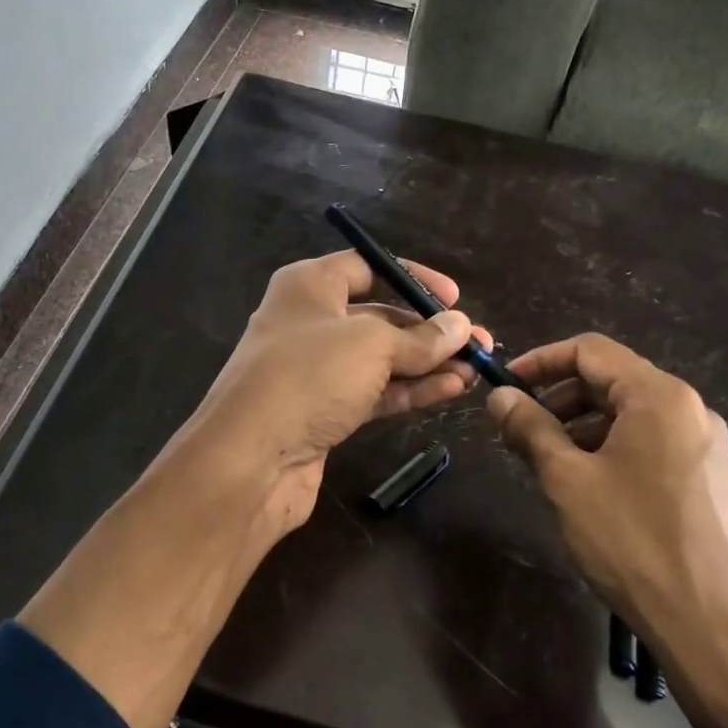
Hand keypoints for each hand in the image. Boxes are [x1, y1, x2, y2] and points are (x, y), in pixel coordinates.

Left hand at [185, 251, 491, 532]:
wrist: (250, 460)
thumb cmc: (308, 377)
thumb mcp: (372, 345)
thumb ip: (420, 338)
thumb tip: (461, 326)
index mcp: (309, 287)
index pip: (366, 267)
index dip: (411, 277)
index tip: (453, 298)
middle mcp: (310, 323)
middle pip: (379, 318)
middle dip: (429, 332)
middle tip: (477, 344)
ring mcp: (315, 371)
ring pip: (380, 361)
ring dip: (427, 365)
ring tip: (475, 370)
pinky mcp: (323, 412)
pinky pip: (374, 393)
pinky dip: (410, 391)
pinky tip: (451, 390)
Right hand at [487, 334, 727, 727]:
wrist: (711, 626)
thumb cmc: (631, 541)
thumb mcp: (567, 480)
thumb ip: (530, 429)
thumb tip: (499, 396)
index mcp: (660, 397)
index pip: (591, 351)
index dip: (541, 361)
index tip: (506, 388)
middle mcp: (693, 411)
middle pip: (614, 382)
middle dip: (560, 399)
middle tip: (520, 433)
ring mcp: (709, 449)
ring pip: (634, 418)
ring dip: (584, 429)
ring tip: (550, 466)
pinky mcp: (714, 484)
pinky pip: (655, 447)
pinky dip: (614, 452)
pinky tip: (593, 491)